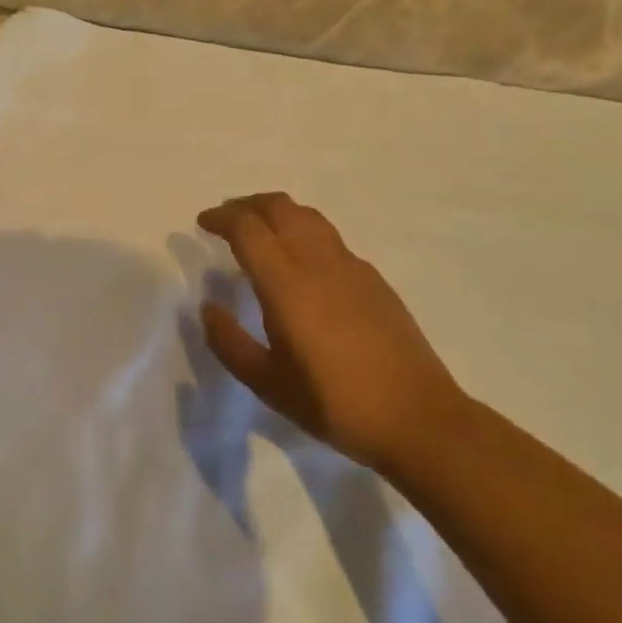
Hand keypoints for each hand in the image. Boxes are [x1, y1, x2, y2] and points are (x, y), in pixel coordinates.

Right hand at [197, 192, 466, 476]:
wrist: (418, 418)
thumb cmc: (335, 404)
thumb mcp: (268, 384)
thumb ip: (229, 342)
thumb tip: (208, 307)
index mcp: (286, 283)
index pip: (248, 228)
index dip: (221, 217)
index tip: (203, 223)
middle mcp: (317, 261)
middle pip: (278, 207)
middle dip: (246, 204)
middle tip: (226, 219)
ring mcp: (350, 265)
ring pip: (307, 215)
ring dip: (276, 212)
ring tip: (259, 230)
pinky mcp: (373, 277)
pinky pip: (328, 237)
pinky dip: (302, 231)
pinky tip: (300, 261)